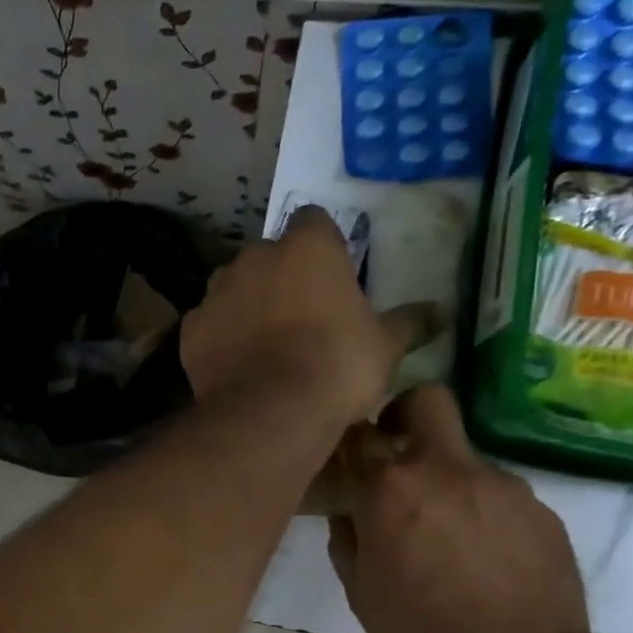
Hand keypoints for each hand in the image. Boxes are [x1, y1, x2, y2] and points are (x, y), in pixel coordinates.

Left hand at [180, 208, 423, 427]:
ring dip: (247, 303)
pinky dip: (220, 336)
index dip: (322, 244)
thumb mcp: (384, 345)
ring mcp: (216, 291)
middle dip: (281, 276)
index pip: (313, 221)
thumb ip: (409, 322)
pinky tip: (236, 363)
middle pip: (269, 255)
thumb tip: (442, 312)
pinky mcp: (191, 328)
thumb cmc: (337, 366)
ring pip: (233, 287)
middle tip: (300, 315)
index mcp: (306, 246)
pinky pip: (209, 323)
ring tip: (264, 343)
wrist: (271, 411)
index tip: (331, 273)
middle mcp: (254, 257)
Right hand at [326, 384, 593, 632]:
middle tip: (396, 455)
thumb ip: (348, 539)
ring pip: (464, 457)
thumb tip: (350, 511)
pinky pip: (499, 494)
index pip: (358, 430)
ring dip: (447, 480)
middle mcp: (447, 470)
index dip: (347, 439)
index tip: (345, 459)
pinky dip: (483, 512)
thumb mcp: (361, 594)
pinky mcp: (541, 510)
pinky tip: (484, 557)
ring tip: (447, 536)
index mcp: (391, 488)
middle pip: (426, 400)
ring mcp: (502, 486)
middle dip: (404, 414)